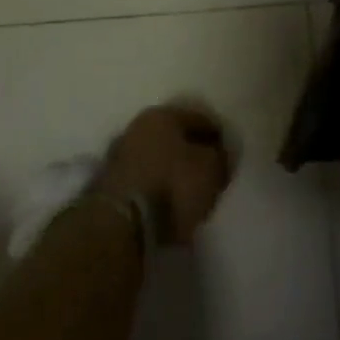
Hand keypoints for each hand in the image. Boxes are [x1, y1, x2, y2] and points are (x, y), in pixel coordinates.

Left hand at [92, 105, 234, 247]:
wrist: (120, 224)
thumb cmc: (172, 186)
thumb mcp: (210, 169)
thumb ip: (221, 158)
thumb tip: (219, 156)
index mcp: (163, 115)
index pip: (202, 120)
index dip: (219, 139)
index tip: (228, 160)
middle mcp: (139, 127)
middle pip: (177, 139)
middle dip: (193, 155)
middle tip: (210, 176)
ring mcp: (120, 155)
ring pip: (159, 159)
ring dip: (173, 173)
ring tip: (189, 196)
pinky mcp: (110, 184)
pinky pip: (145, 180)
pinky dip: (158, 189)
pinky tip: (168, 206)